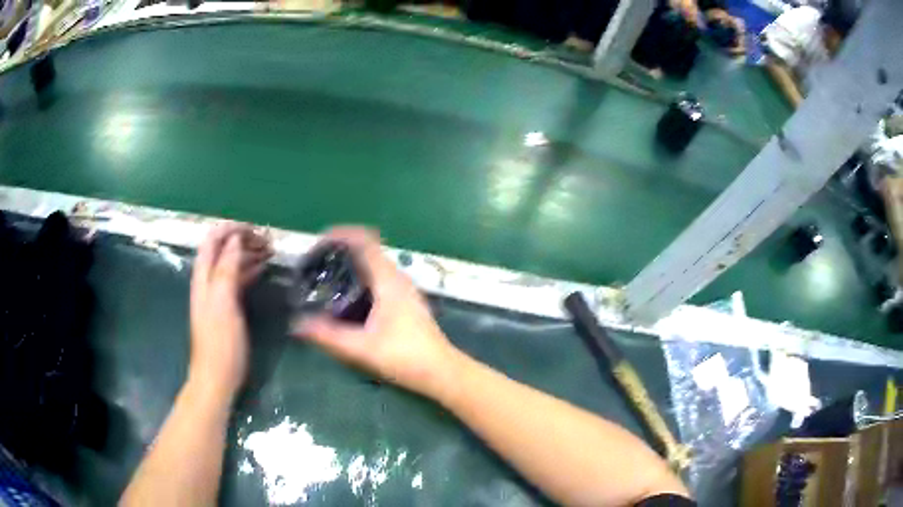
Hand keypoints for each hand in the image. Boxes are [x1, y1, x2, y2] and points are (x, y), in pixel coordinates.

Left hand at [189, 223, 271, 398]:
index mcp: (204, 277)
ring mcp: (217, 294)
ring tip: (271, 251)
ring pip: (231, 262)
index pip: (213, 239)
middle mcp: (208, 280)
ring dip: (248, 253)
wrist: (217, 377)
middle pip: (223, 248)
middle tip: (269, 242)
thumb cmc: (220, 342)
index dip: (231, 229)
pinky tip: (263, 269)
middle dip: (243, 239)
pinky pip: (237, 279)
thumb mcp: (223, 304)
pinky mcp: (227, 306)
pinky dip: (249, 269)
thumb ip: (227, 270)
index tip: (256, 230)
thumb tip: (235, 239)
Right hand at [293, 227, 459, 398]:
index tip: (317, 243)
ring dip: (351, 265)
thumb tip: (296, 325)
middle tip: (315, 264)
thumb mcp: (361, 348)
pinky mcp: (406, 302)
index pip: (364, 240)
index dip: (340, 234)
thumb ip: (327, 336)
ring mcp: (405, 289)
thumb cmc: (405, 357)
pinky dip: (360, 279)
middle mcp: (398, 278)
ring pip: (374, 265)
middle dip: (340, 251)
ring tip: (326, 279)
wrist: (442, 372)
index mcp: (388, 280)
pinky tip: (347, 300)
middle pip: (367, 250)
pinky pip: (379, 279)